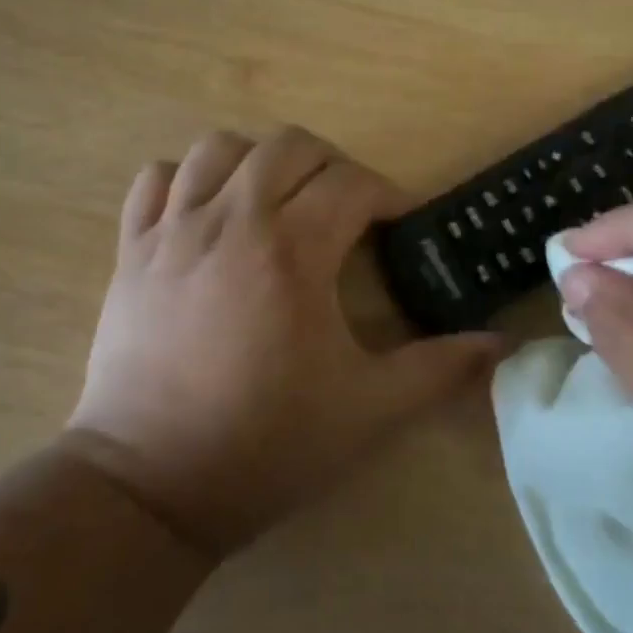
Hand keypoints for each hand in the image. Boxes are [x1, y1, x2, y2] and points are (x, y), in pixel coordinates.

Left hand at [67, 128, 497, 559]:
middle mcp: (232, 221)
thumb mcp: (369, 411)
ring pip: (219, 148)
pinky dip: (188, 179)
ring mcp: (173, 231)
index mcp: (293, 251)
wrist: (150, 486)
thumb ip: (439, 369)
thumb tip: (500, 345)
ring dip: (261, 161)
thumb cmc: (267, 445)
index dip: (388, 194)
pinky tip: (208, 212)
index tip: (400, 224)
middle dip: (333, 166)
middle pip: (289, 147)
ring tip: (279, 201)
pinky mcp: (131, 250)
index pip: (351, 183)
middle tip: (348, 210)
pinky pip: (156, 180)